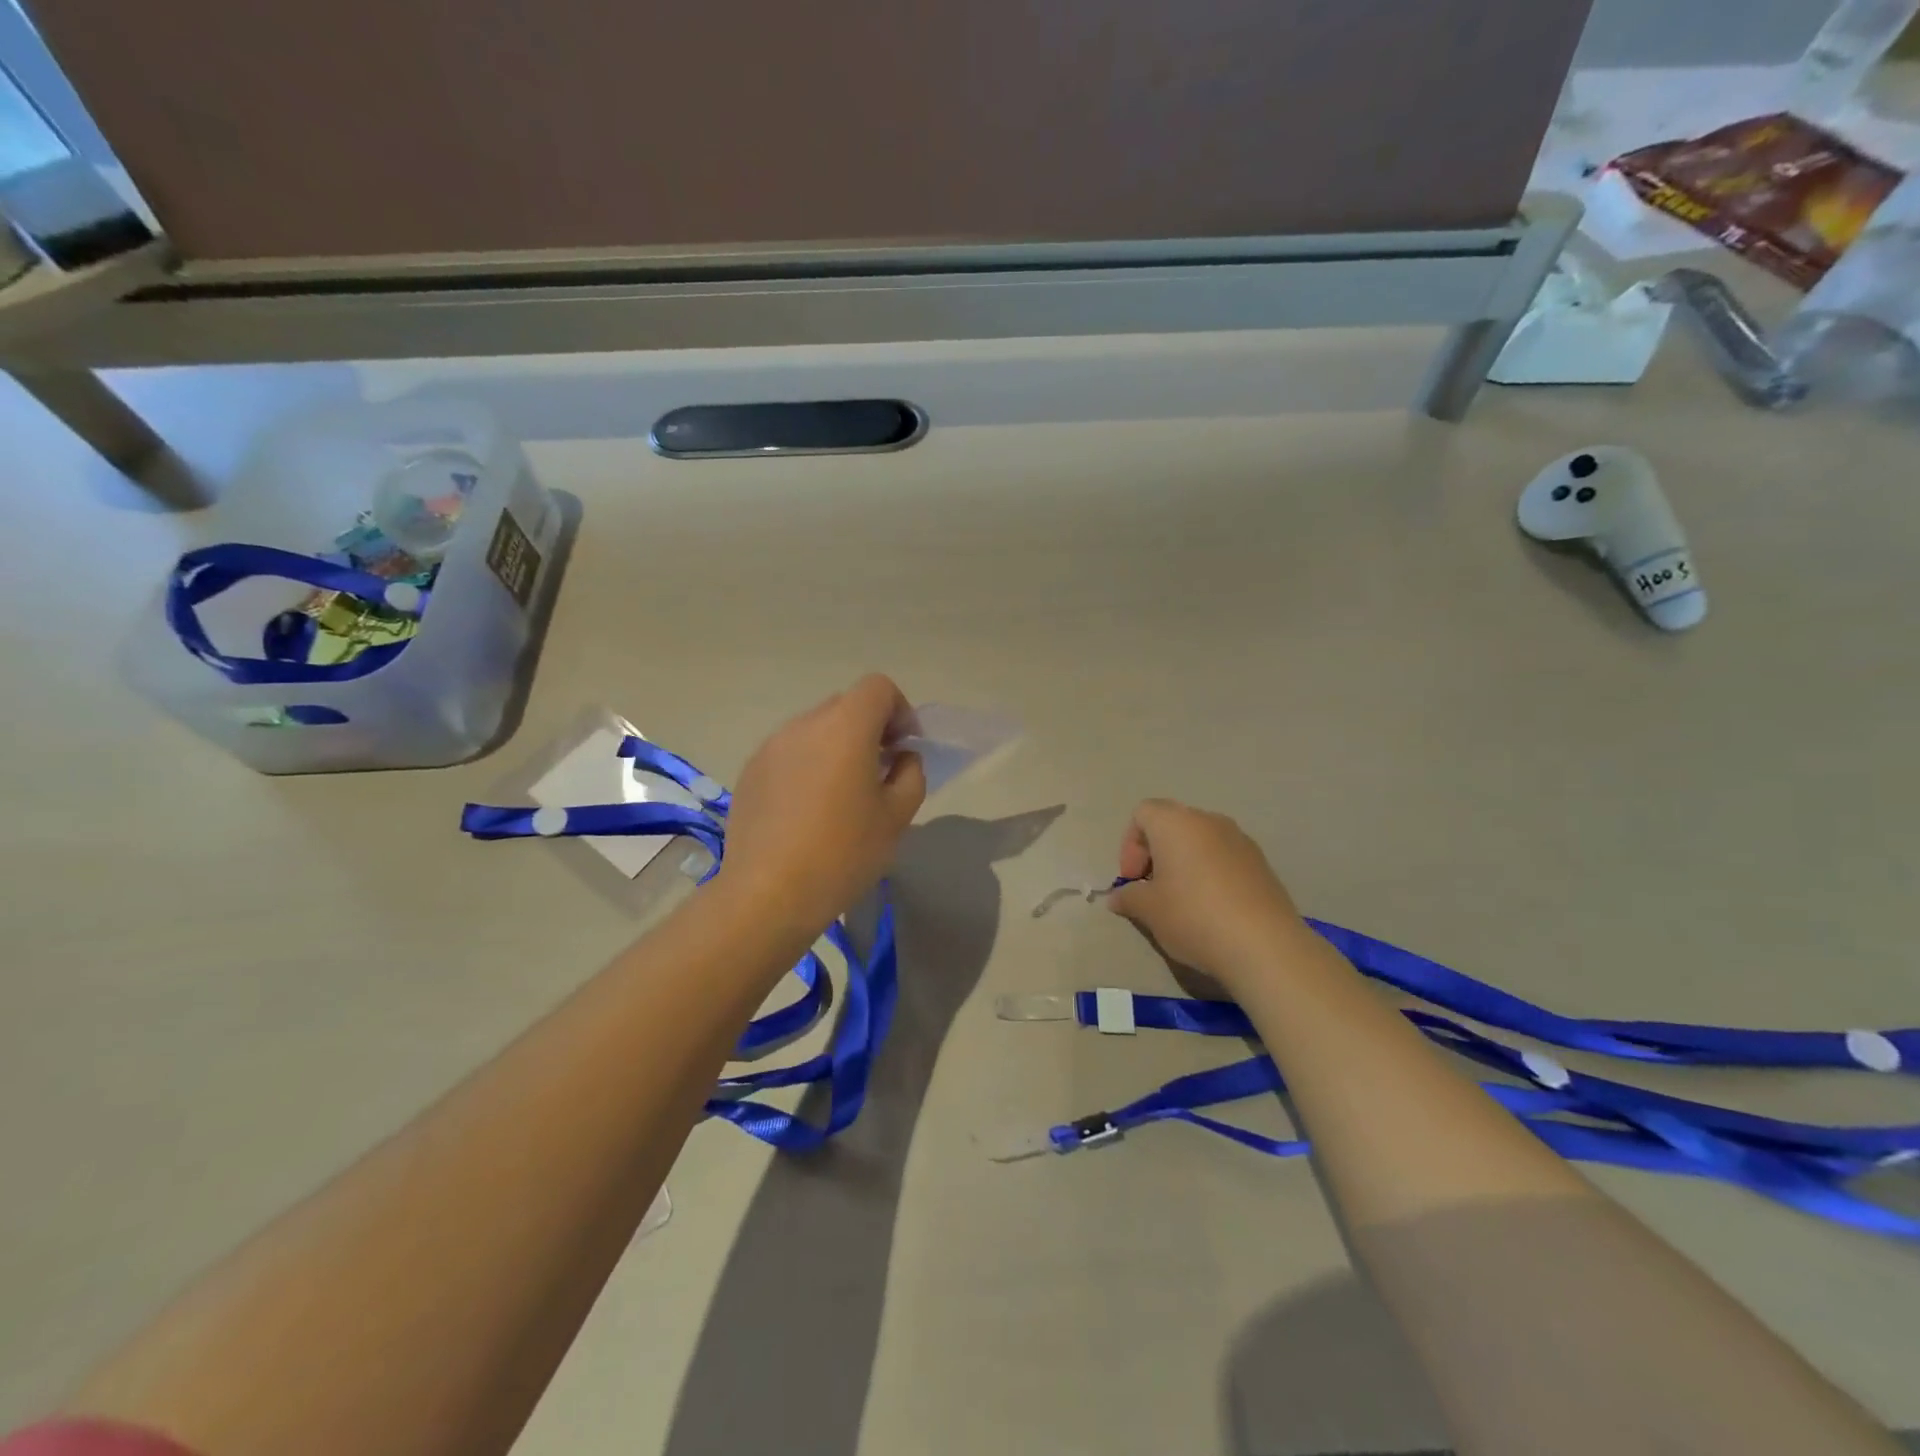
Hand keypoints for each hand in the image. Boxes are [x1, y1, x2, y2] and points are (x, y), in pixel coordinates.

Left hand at [717, 674, 925, 932]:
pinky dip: (808, 766)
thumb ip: (910, 774)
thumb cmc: (843, 853)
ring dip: (837, 748)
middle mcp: (804, 725)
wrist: (767, 894)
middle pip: (846, 705)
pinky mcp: (751, 772)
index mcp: (845, 727)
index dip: (900, 711)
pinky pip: (790, 753)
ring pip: (816, 730)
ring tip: (842, 795)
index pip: (878, 687)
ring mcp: (771, 746)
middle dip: (870, 729)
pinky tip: (808, 811)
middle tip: (880, 772)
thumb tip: (900, 758)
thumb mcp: (897, 817)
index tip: (904, 749)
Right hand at [1107, 799, 1308, 989]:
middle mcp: (1209, 821)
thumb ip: (1128, 897)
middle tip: (1152, 890)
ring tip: (1182, 901)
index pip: (1143, 813)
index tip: (1133, 880)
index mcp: (1176, 823)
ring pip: (1200, 841)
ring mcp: (1240, 840)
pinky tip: (1212, 909)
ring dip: (1184, 863)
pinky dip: (1210, 874)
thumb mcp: (1149, 910)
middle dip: (1156, 853)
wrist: (1264, 946)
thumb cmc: (1194, 916)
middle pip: (1172, 824)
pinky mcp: (1262, 863)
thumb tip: (1118, 896)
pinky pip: (1224, 858)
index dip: (1130, 845)